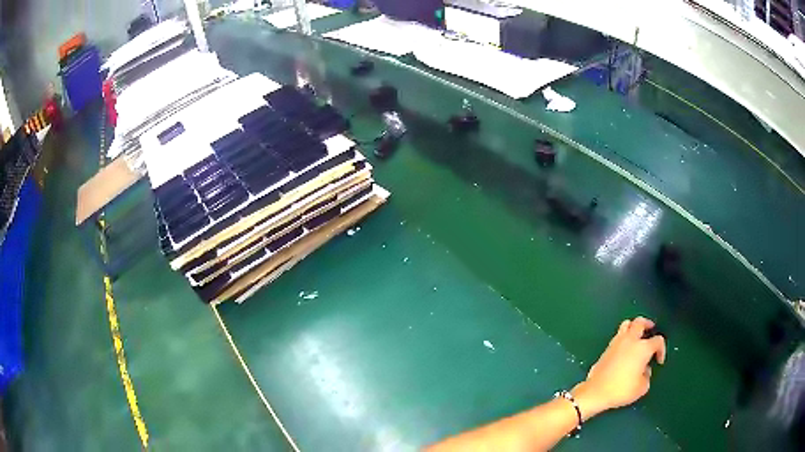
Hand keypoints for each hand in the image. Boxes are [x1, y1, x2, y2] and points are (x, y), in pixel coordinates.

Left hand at [571, 317, 665, 419]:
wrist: (596, 392)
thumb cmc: (621, 390)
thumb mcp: (642, 387)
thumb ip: (647, 375)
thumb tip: (644, 369)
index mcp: (643, 348)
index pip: (658, 340)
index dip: (662, 349)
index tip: (659, 361)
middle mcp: (630, 340)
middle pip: (640, 322)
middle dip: (648, 324)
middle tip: (651, 329)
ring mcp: (617, 342)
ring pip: (627, 324)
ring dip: (634, 326)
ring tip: (637, 335)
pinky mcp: (606, 348)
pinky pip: (618, 335)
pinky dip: (624, 336)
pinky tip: (625, 347)